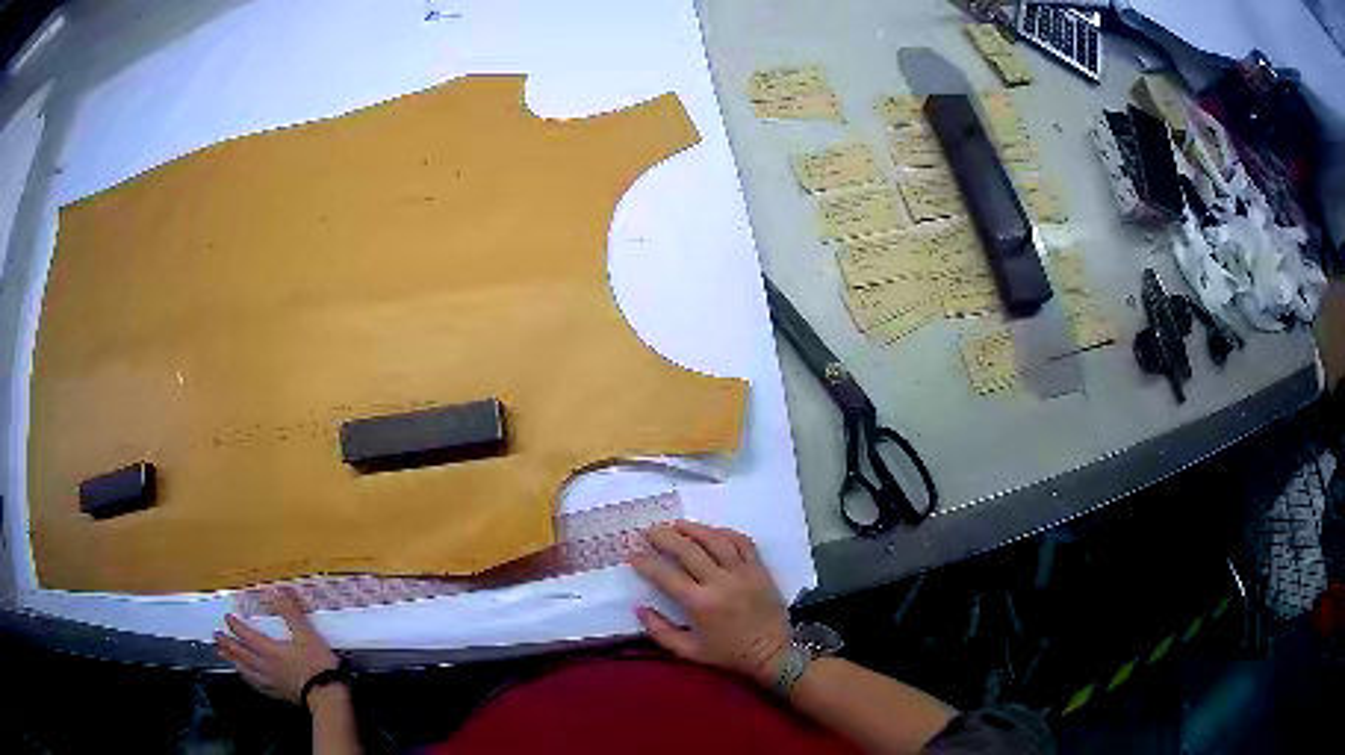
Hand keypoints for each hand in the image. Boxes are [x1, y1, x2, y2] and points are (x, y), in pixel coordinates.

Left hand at [215, 589, 339, 704]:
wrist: (327, 697)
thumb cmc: (316, 664)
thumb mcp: (306, 634)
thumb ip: (290, 612)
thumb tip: (275, 590)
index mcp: (269, 650)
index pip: (246, 635)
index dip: (235, 625)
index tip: (226, 617)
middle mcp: (264, 665)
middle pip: (240, 654)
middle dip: (227, 643)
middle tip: (215, 636)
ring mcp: (269, 681)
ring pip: (245, 670)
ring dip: (233, 660)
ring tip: (224, 654)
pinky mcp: (277, 693)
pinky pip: (256, 684)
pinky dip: (247, 677)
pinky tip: (246, 677)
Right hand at [629, 521, 791, 685]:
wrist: (772, 652)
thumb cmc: (728, 654)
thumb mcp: (688, 651)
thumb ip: (660, 631)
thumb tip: (639, 608)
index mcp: (699, 604)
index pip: (665, 575)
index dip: (645, 563)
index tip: (633, 556)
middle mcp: (720, 582)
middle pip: (687, 549)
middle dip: (664, 537)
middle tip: (649, 531)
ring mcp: (742, 572)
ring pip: (714, 539)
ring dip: (692, 528)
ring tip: (675, 524)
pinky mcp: (759, 568)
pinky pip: (741, 541)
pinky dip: (724, 532)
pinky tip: (710, 532)